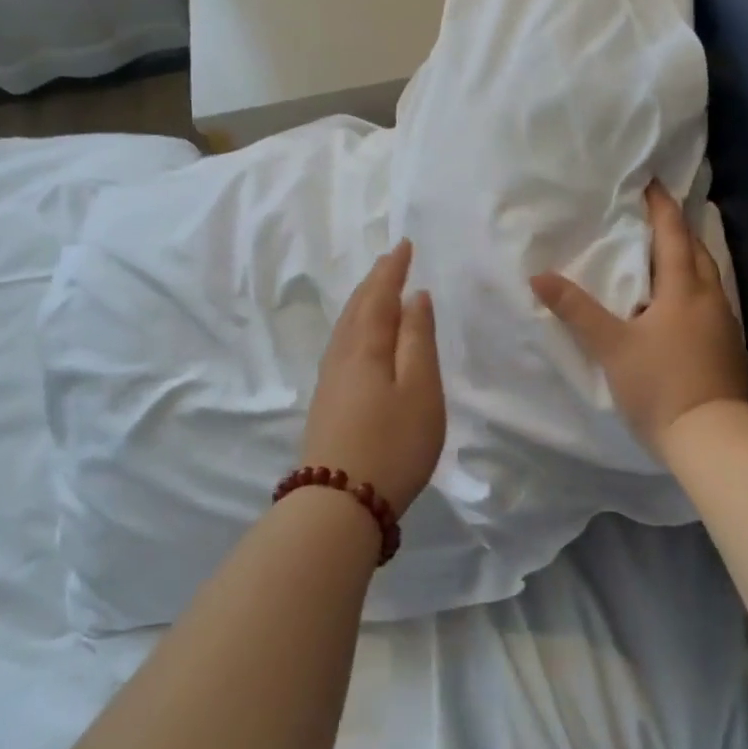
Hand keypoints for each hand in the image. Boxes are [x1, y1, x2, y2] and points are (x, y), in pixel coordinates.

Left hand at [303, 240, 445, 513]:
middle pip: (357, 308)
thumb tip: (415, 298)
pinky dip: (356, 328)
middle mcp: (342, 356)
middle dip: (375, 282)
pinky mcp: (327, 403)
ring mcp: (330, 381)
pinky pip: (342, 346)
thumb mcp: (420, 389)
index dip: (392, 269)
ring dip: (363, 304)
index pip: (379, 295)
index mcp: (366, 346)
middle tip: (391, 261)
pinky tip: (361, 339)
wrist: (339, 503)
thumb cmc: (393, 442)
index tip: (404, 245)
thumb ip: (418, 340)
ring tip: (377, 292)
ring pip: (346, 328)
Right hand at [532, 182, 747, 457]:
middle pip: (698, 253)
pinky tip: (683, 308)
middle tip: (658, 218)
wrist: (714, 438)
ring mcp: (726, 325)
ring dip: (690, 261)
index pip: (673, 235)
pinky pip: (712, 304)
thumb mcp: (612, 347)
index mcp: (684, 290)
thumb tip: (539, 276)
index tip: (652, 184)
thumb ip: (577, 310)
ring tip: (668, 258)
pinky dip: (696, 291)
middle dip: (679, 231)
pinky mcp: (730, 350)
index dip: (662, 208)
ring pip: (709, 279)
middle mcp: (711, 299)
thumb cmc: (660, 385)